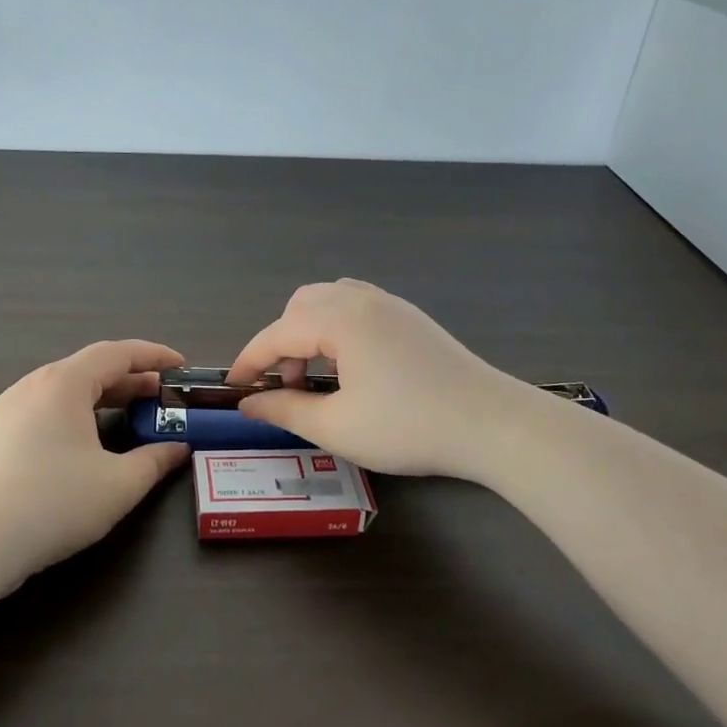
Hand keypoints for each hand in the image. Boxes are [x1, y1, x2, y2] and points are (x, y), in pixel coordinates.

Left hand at [0, 340, 190, 590]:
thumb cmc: (55, 503)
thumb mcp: (119, 484)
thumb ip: (155, 461)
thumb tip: (178, 449)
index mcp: (64, 384)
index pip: (116, 353)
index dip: (153, 355)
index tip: (181, 365)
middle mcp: (31, 386)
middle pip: (88, 369)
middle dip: (129, 379)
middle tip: (160, 396)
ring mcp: (4, 410)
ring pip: (62, 390)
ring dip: (99, 397)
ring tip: (125, 416)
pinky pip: (40, 410)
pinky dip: (71, 414)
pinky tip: (80, 443)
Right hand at [228, 280, 515, 478]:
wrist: (493, 425)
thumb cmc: (409, 427)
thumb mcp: (337, 427)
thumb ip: (284, 409)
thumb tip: (248, 404)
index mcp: (339, 319)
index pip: (276, 334)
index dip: (248, 361)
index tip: (232, 388)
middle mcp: (362, 299)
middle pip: (300, 306)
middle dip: (280, 343)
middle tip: (284, 387)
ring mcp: (391, 305)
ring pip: (329, 302)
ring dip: (308, 333)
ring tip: (317, 377)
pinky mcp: (411, 319)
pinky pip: (356, 307)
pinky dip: (336, 329)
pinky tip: (350, 366)